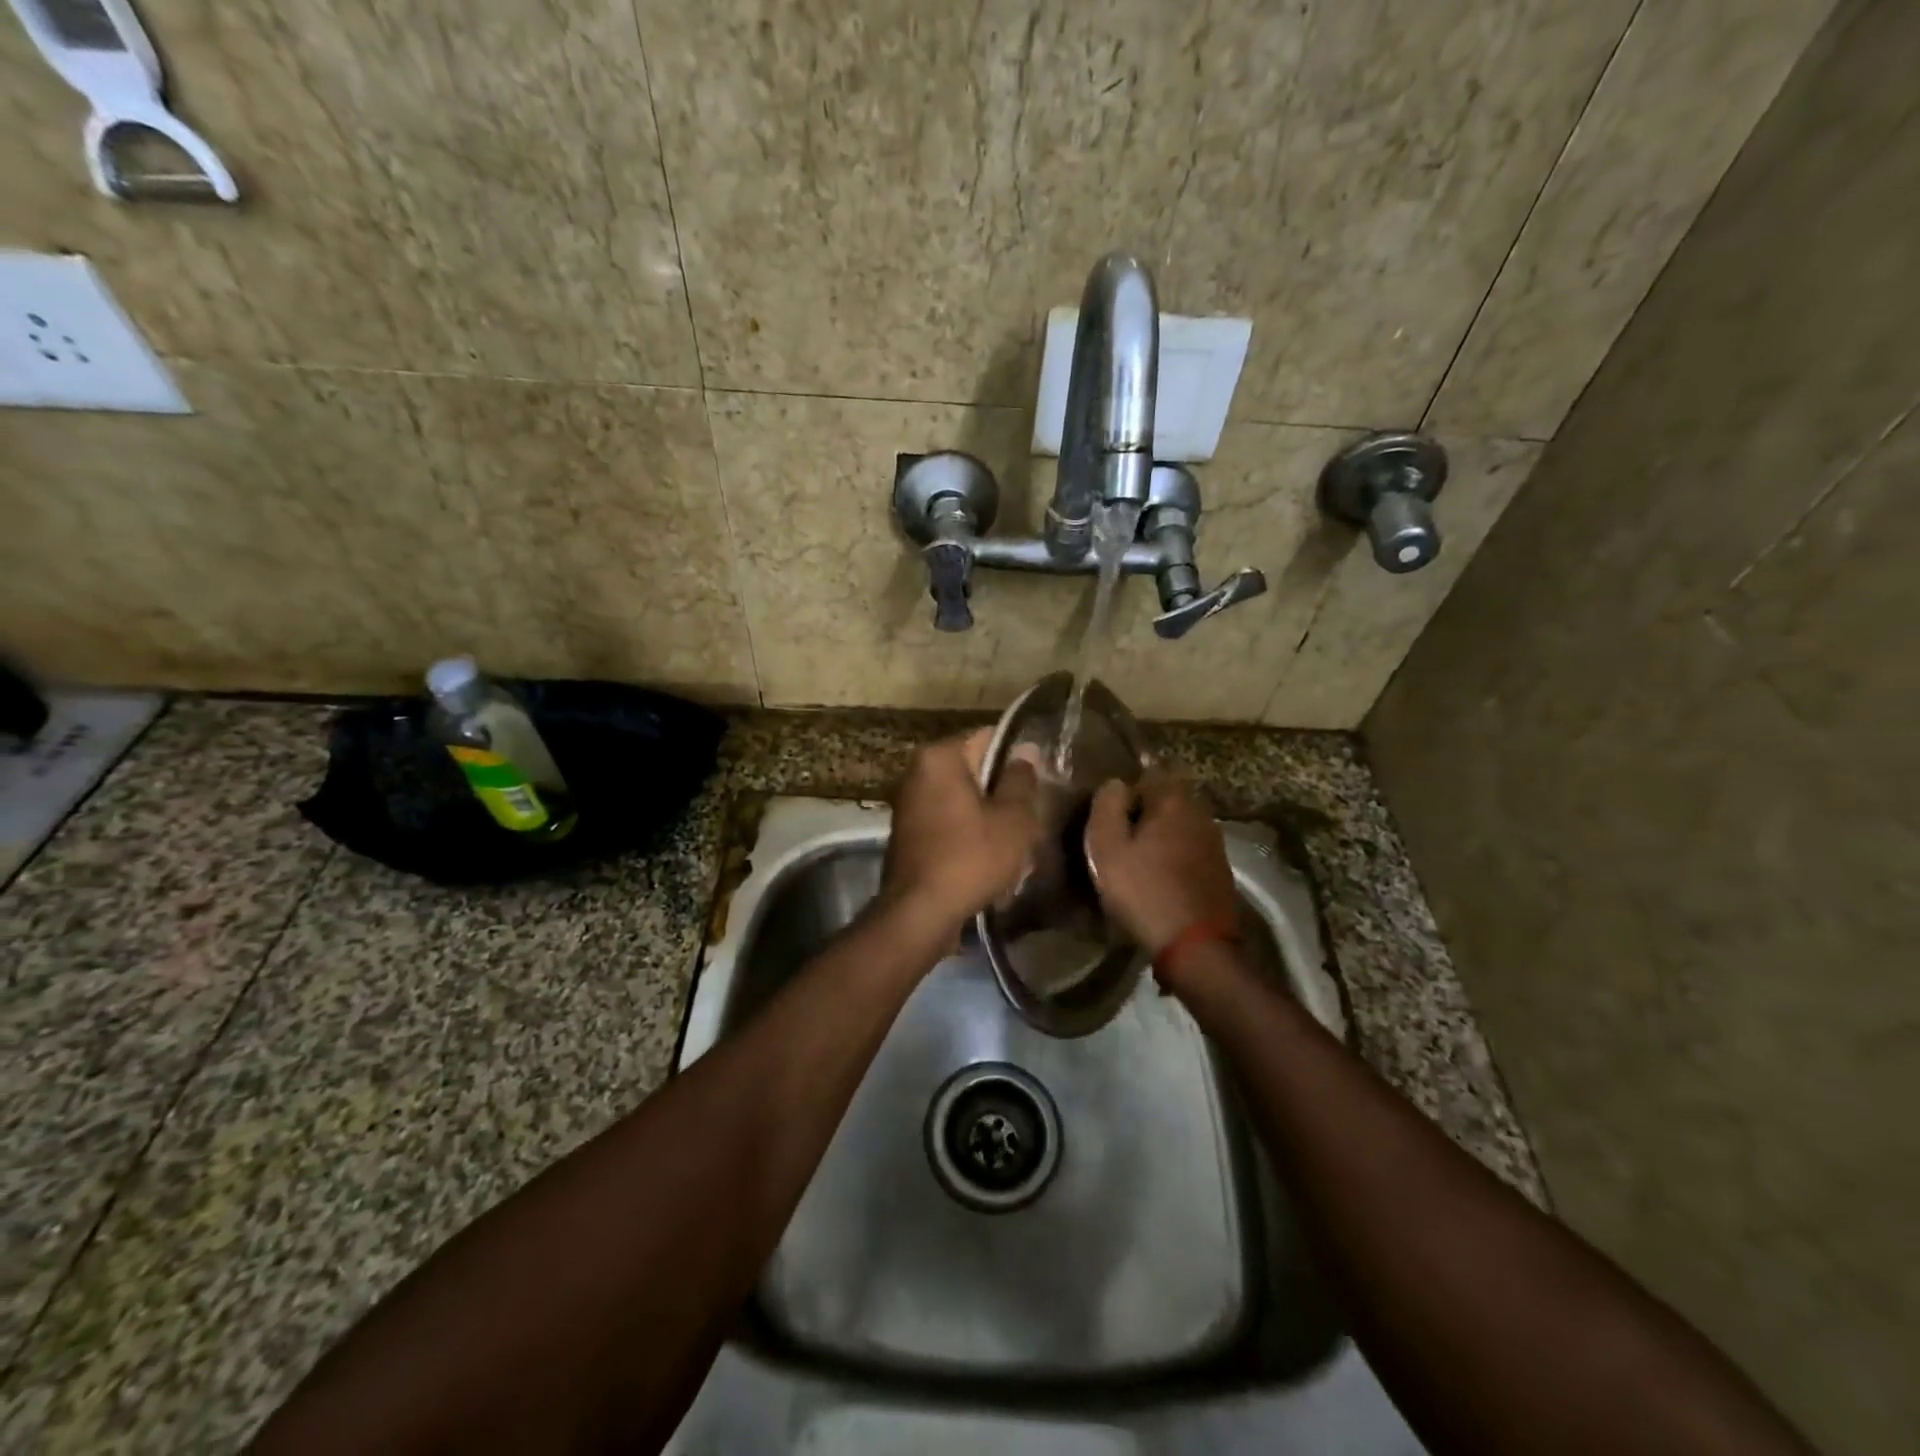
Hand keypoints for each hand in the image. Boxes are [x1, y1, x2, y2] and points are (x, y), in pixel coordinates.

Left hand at [881, 729, 1041, 941]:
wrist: (919, 913)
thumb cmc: (970, 857)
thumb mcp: (1012, 818)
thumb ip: (1021, 779)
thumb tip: (1026, 749)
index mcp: (939, 756)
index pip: (988, 737)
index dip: (1018, 757)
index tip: (1039, 780)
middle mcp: (917, 771)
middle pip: (973, 769)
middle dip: (1001, 789)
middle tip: (1031, 814)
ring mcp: (908, 803)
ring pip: (962, 798)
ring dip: (987, 814)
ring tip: (1014, 840)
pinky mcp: (907, 832)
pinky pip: (947, 820)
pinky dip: (967, 832)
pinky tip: (988, 856)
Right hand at [1085, 767, 1237, 958]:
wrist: (1195, 945)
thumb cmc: (1143, 890)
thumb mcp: (1107, 847)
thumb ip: (1107, 805)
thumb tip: (1116, 783)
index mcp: (1173, 800)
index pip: (1148, 774)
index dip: (1126, 793)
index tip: (1110, 818)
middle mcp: (1200, 812)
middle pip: (1167, 800)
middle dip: (1145, 813)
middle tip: (1121, 839)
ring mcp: (1215, 841)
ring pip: (1180, 825)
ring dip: (1161, 836)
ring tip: (1138, 860)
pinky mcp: (1220, 869)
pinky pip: (1191, 849)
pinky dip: (1175, 856)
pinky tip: (1160, 878)